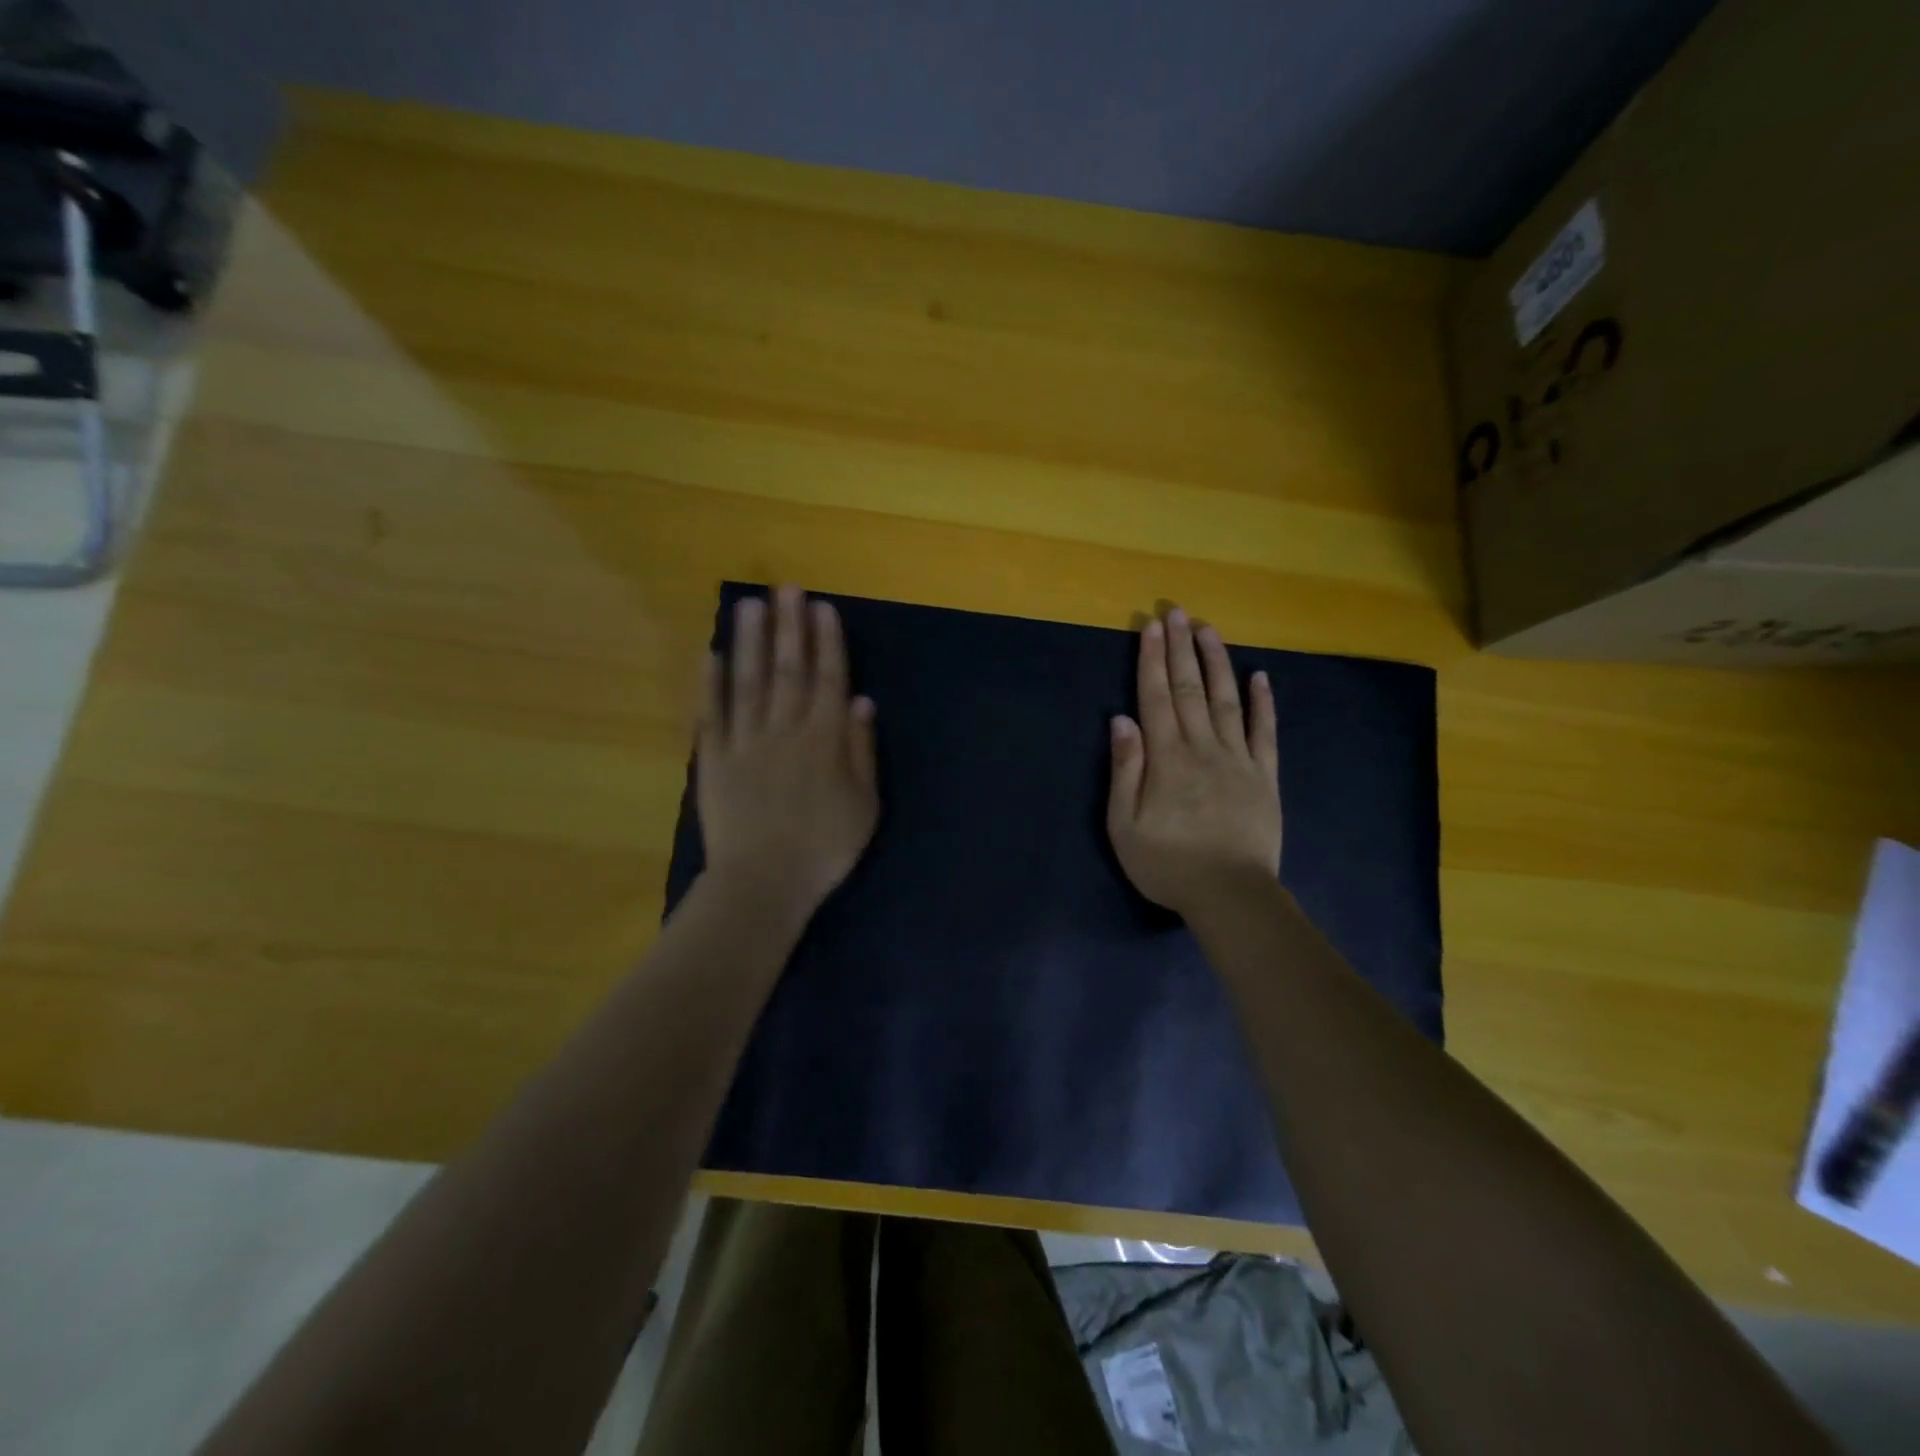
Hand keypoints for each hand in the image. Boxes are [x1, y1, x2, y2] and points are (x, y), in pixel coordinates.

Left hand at [696, 586, 878, 922]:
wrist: (763, 884)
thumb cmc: (824, 849)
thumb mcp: (864, 805)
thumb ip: (861, 751)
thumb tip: (861, 702)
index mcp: (824, 740)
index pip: (827, 680)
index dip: (827, 642)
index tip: (822, 608)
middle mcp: (784, 730)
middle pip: (788, 670)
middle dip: (789, 627)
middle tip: (786, 588)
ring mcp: (744, 743)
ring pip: (747, 682)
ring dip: (749, 641)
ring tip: (749, 605)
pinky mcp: (712, 760)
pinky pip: (711, 715)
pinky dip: (709, 684)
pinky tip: (709, 654)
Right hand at [1107, 605, 1280, 917]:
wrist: (1231, 896)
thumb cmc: (1168, 864)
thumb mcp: (1125, 825)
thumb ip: (1125, 770)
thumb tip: (1121, 720)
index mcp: (1167, 758)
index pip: (1156, 697)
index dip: (1152, 660)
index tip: (1152, 627)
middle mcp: (1203, 747)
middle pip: (1190, 689)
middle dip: (1181, 649)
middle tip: (1178, 613)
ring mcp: (1239, 759)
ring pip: (1227, 700)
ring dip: (1218, 663)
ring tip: (1210, 631)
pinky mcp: (1265, 776)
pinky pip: (1265, 732)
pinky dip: (1264, 703)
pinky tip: (1261, 677)